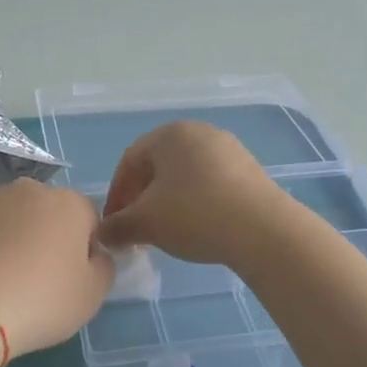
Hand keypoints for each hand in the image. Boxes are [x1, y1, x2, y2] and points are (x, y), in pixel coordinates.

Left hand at [0, 178, 114, 355]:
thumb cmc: (38, 302)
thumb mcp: (92, 296)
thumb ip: (103, 266)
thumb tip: (94, 253)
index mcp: (68, 204)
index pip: (88, 218)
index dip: (83, 247)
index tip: (70, 277)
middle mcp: (26, 189)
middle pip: (43, 211)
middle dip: (42, 236)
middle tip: (32, 279)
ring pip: (3, 216)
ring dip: (5, 238)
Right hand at [96, 122, 287, 268]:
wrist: (263, 230)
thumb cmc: (194, 215)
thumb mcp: (146, 223)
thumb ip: (117, 226)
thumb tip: (102, 234)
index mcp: (170, 134)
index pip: (129, 161)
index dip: (116, 194)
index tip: (113, 224)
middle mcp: (200, 132)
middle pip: (158, 166)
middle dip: (142, 198)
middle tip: (136, 229)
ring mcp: (229, 150)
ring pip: (185, 176)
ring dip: (168, 202)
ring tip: (166, 232)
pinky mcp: (250, 171)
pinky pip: (211, 184)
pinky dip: (195, 203)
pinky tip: (197, 228)